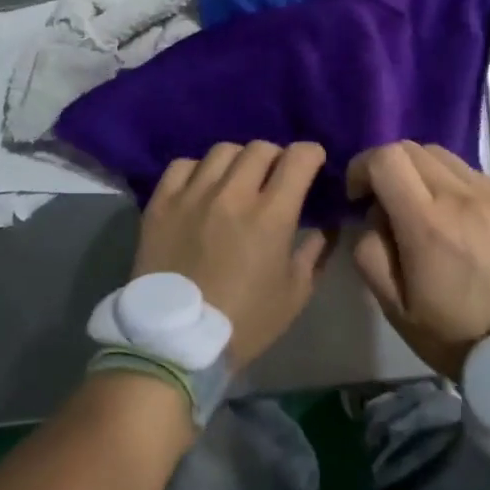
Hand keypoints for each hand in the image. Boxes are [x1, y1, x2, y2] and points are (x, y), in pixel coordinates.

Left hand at [132, 142, 333, 368]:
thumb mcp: (294, 295)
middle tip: (275, 176)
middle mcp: (232, 194)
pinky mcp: (161, 202)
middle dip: (276, 156)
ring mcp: (193, 194)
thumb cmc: (243, 322)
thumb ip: (315, 252)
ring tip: (236, 180)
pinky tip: (201, 187)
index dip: (312, 154)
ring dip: (238, 161)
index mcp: (271, 215)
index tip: (313, 163)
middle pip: (260, 148)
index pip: (299, 158)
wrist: (174, 342)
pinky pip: (182, 165)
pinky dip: (198, 170)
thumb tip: (327, 225)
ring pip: (222, 151)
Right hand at [346, 141, 489, 378]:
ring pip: (444, 156)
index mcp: (426, 223)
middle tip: (387, 201)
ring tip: (425, 209)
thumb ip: (370, 253)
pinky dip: (455, 186)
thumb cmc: (458, 335)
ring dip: (422, 173)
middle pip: (412, 148)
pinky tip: (461, 221)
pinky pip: (475, 176)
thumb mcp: (396, 308)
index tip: (359, 196)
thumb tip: (371, 218)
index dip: (362, 167)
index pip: (386, 158)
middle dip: (388, 167)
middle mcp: (462, 196)